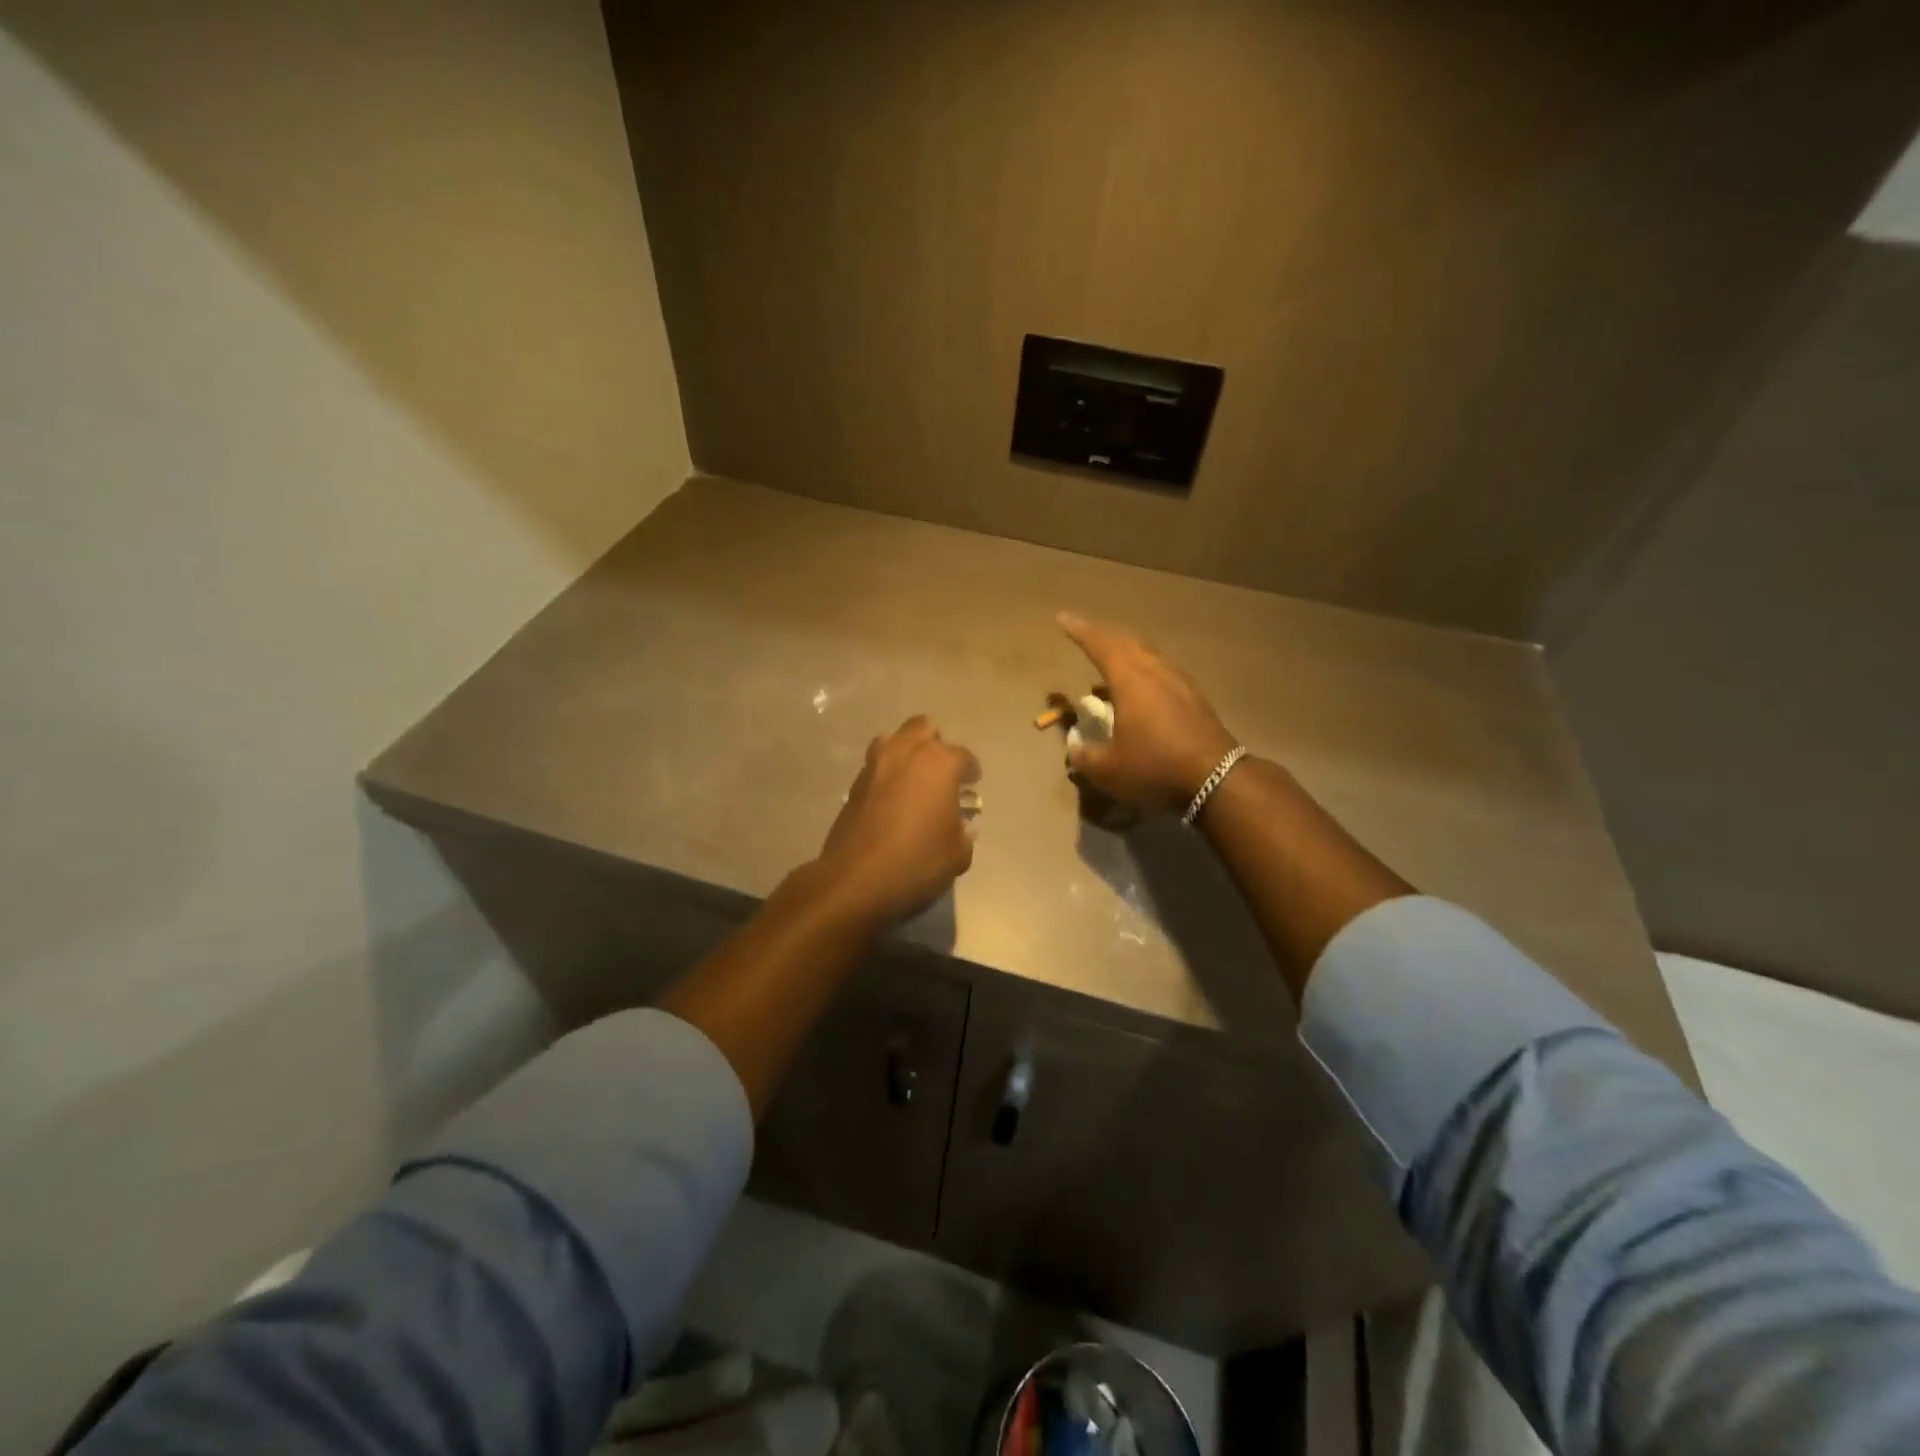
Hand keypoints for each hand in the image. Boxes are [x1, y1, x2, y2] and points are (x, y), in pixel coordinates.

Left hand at [816, 715, 980, 924]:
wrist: (856, 878)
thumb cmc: (917, 861)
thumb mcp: (957, 854)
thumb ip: (963, 834)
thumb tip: (961, 827)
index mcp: (939, 763)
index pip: (963, 756)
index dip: (970, 770)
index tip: (972, 783)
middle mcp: (906, 753)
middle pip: (923, 728)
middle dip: (935, 745)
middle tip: (941, 773)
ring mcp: (875, 765)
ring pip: (893, 739)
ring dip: (906, 751)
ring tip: (913, 779)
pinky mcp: (854, 783)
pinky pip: (876, 765)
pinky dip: (887, 774)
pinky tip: (892, 799)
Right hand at [1058, 612, 1237, 811]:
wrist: (1217, 778)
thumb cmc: (1155, 767)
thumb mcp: (1108, 770)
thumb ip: (1084, 756)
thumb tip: (1074, 748)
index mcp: (1130, 680)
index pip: (1100, 645)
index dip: (1080, 630)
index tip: (1063, 618)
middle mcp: (1155, 670)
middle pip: (1126, 641)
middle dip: (1103, 635)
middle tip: (1085, 633)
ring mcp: (1179, 681)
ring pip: (1148, 654)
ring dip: (1126, 651)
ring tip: (1111, 661)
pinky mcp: (1194, 697)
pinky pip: (1162, 670)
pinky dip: (1144, 669)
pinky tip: (1141, 688)